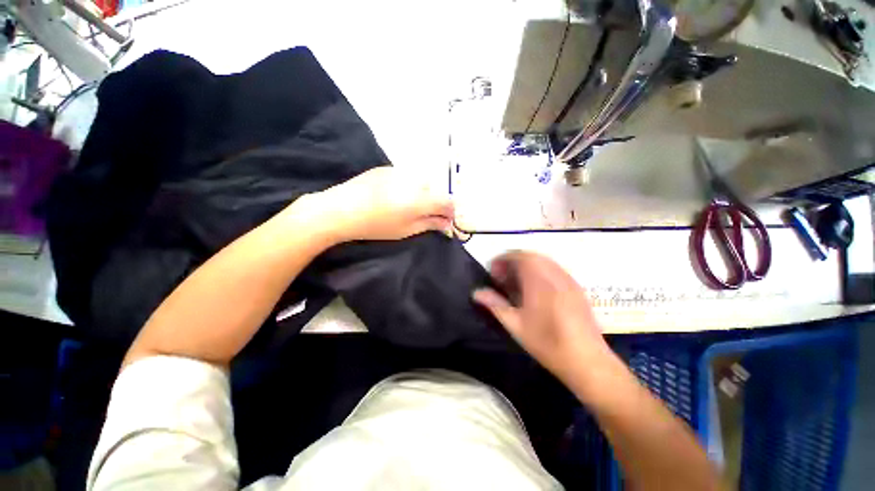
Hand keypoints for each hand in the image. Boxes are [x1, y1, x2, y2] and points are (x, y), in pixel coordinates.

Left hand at [299, 167, 454, 242]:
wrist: (341, 209)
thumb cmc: (376, 226)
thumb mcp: (406, 230)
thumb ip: (430, 224)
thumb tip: (447, 223)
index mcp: (421, 198)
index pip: (448, 201)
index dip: (450, 212)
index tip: (445, 221)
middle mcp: (415, 180)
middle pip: (436, 190)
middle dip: (435, 203)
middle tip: (425, 216)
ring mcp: (400, 171)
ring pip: (421, 181)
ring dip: (422, 193)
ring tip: (407, 205)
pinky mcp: (387, 168)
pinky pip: (407, 176)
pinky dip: (408, 186)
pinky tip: (393, 195)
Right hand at [473, 251, 616, 395]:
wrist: (588, 361)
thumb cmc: (547, 343)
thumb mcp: (515, 325)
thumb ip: (495, 304)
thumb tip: (476, 292)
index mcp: (538, 281)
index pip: (518, 256)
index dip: (502, 260)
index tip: (493, 273)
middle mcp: (554, 274)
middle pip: (530, 255)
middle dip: (512, 261)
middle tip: (503, 278)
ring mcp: (568, 279)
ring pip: (543, 260)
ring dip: (526, 265)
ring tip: (516, 283)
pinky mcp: (576, 286)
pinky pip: (554, 268)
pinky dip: (539, 270)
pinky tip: (535, 289)